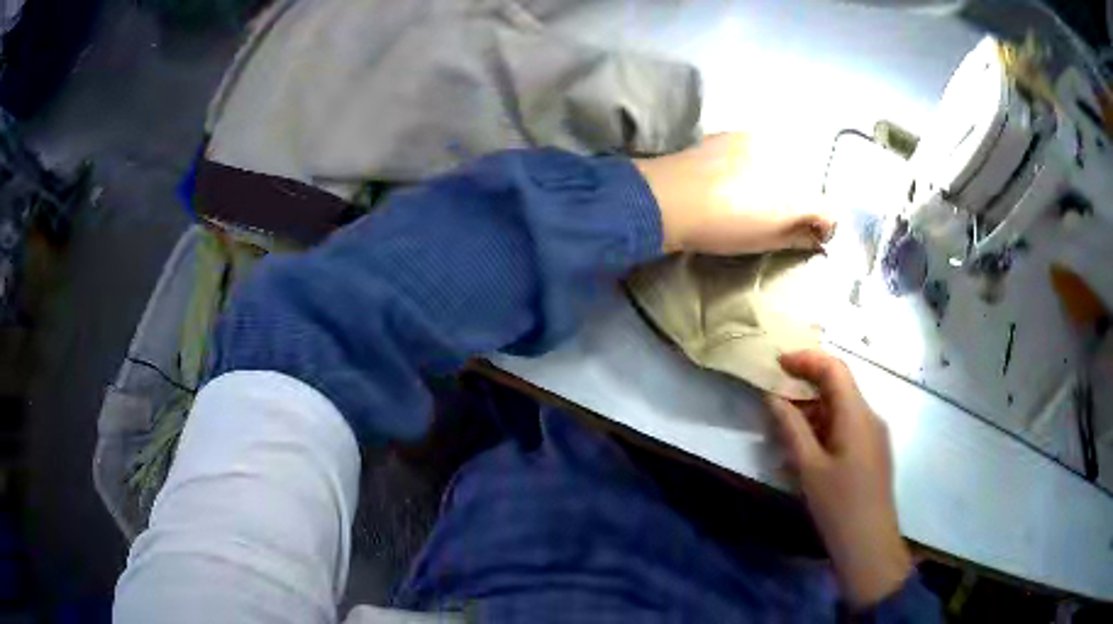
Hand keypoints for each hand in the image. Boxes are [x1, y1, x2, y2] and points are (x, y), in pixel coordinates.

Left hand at [633, 133, 833, 254]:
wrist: (670, 197)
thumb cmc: (720, 228)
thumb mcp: (764, 241)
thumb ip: (797, 237)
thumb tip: (816, 237)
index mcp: (798, 193)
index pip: (828, 209)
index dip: (824, 226)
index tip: (812, 236)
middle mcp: (788, 161)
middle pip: (807, 184)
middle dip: (801, 202)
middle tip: (781, 218)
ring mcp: (762, 142)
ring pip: (785, 164)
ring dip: (780, 181)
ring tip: (754, 196)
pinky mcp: (737, 133)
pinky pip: (760, 150)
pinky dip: (758, 163)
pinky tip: (736, 177)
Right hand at [766, 350, 911, 608]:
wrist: (869, 543)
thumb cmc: (838, 505)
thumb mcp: (808, 468)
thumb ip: (791, 428)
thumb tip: (773, 398)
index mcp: (857, 414)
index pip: (834, 369)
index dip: (806, 360)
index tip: (777, 364)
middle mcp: (870, 417)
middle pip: (838, 387)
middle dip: (805, 388)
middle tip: (774, 400)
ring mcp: (873, 435)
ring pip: (841, 410)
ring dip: (812, 413)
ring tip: (782, 433)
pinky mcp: (872, 453)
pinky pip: (846, 429)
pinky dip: (823, 431)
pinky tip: (803, 454)